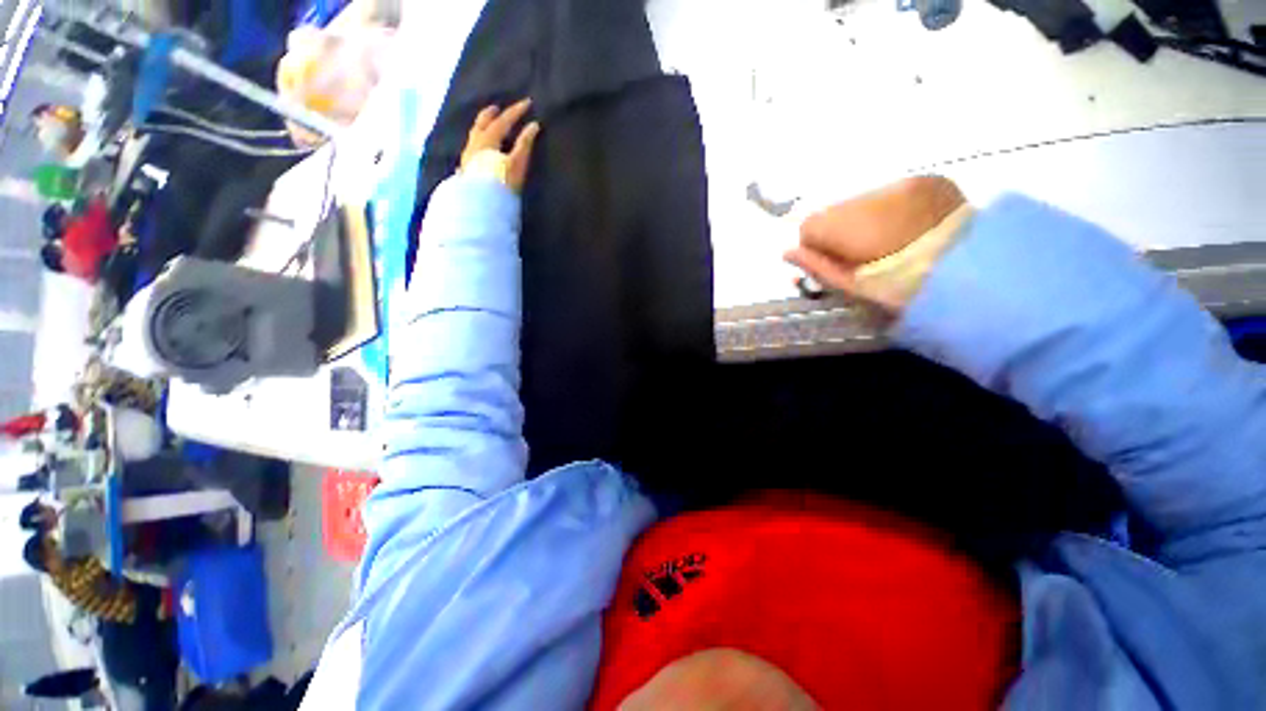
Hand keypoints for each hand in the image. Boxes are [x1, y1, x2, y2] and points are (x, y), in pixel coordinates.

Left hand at [461, 99, 540, 192]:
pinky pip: (471, 151)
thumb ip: (524, 144)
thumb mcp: (517, 163)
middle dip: (490, 115)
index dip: (516, 111)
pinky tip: (477, 152)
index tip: (527, 103)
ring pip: (474, 137)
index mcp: (487, 139)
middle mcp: (475, 144)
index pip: (503, 121)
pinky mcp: (467, 171)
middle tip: (497, 108)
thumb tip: (534, 126)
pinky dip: (476, 146)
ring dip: (481, 129)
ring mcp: (468, 157)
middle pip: (482, 124)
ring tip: (487, 128)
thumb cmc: (501, 182)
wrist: (482, 205)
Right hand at [785, 176, 967, 312]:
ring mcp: (906, 183)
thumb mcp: (855, 287)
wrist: (981, 275)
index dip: (816, 245)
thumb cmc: (908, 290)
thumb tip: (787, 252)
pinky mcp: (930, 178)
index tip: (832, 261)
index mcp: (856, 227)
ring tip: (888, 240)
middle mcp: (876, 195)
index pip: (810, 225)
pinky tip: (907, 227)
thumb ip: (817, 266)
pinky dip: (889, 208)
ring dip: (863, 218)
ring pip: (861, 199)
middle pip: (835, 209)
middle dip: (839, 230)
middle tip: (862, 253)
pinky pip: (891, 192)